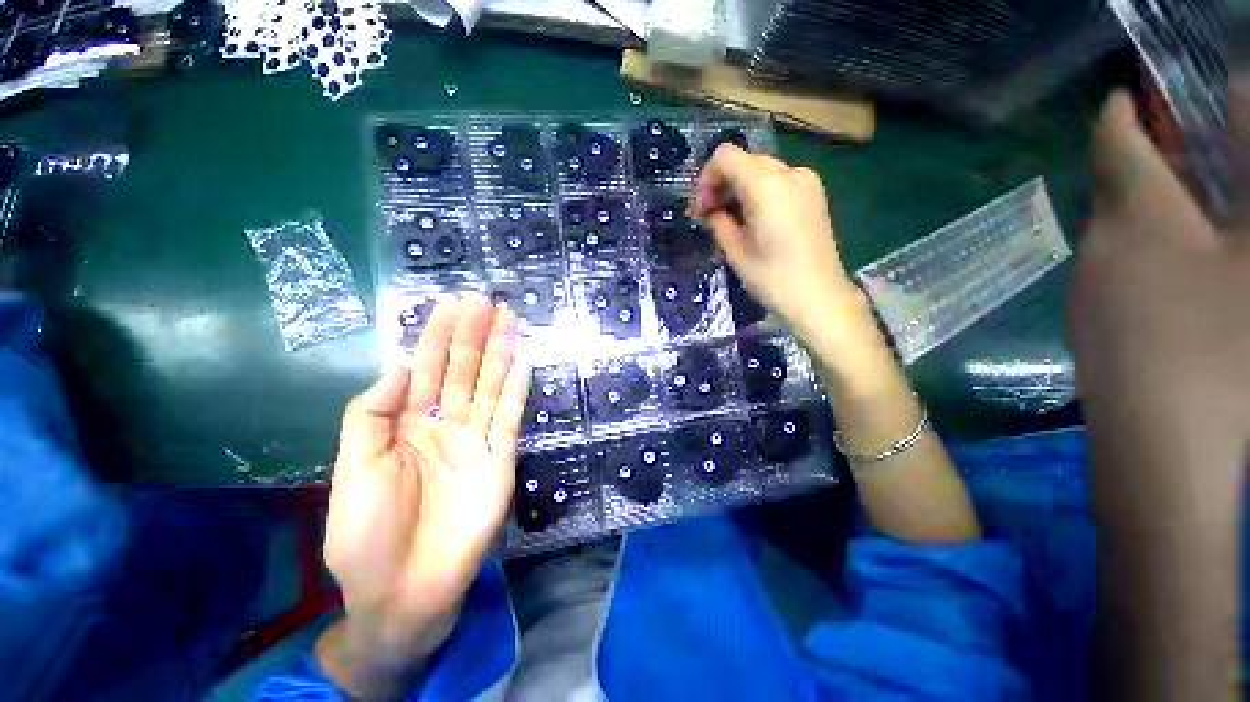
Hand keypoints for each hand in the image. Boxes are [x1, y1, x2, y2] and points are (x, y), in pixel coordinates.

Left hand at [319, 295, 529, 694]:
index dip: (435, 335)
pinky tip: (522, 363)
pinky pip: (510, 417)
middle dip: (472, 333)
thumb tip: (398, 364)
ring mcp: (476, 440)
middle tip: (483, 299)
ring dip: (499, 352)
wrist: (404, 590)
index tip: (448, 303)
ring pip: (489, 386)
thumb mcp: (352, 469)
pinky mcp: (500, 458)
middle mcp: (444, 424)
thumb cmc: (367, 535)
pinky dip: (517, 390)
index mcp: (406, 424)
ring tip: (508, 319)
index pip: (425, 368)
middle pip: (461, 370)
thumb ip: (370, 415)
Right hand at [694, 145, 876, 364]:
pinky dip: (760, 193)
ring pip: (761, 171)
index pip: (725, 156)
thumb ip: (718, 222)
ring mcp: (806, 181)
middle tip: (712, 216)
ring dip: (740, 189)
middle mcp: (789, 173)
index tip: (703, 208)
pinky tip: (755, 221)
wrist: (819, 297)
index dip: (707, 179)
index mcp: (767, 185)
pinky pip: (778, 182)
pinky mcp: (814, 194)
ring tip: (732, 221)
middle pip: (744, 161)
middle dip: (723, 184)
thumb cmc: (772, 278)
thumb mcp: (735, 251)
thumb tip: (710, 211)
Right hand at [1068, 89, 1249, 423]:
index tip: (1141, 134)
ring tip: (1141, 241)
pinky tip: (1161, 270)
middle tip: (1133, 198)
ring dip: (1180, 207)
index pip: (1239, 106)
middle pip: (1234, 162)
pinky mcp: (1246, 314)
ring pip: (1225, 209)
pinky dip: (1190, 244)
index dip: (1185, 109)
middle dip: (1180, 166)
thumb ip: (1126, 161)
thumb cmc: (1156, 335)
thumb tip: (1117, 111)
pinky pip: (1224, 250)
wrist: (1167, 445)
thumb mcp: (1130, 234)